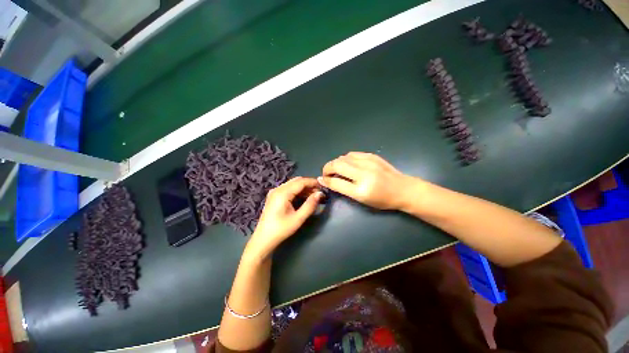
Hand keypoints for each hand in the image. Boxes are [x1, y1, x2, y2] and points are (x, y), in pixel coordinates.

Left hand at [246, 177, 323, 259]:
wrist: (263, 239)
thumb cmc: (281, 229)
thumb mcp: (298, 218)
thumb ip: (310, 205)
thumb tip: (320, 194)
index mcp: (282, 193)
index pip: (301, 182)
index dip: (313, 182)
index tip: (323, 186)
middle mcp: (278, 189)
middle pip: (296, 181)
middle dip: (309, 184)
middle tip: (319, 192)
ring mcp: (275, 192)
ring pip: (292, 184)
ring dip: (304, 187)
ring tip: (314, 195)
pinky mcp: (274, 196)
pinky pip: (288, 189)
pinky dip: (297, 191)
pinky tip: (304, 197)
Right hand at [318, 152, 417, 209]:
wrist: (403, 189)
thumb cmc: (382, 199)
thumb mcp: (361, 199)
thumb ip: (343, 188)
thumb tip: (327, 180)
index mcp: (361, 189)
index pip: (336, 182)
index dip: (326, 180)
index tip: (322, 179)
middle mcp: (364, 173)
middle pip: (338, 164)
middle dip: (327, 168)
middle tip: (328, 174)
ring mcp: (369, 162)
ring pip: (343, 157)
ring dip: (336, 163)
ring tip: (337, 169)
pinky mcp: (372, 156)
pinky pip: (352, 154)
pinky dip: (345, 158)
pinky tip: (347, 164)